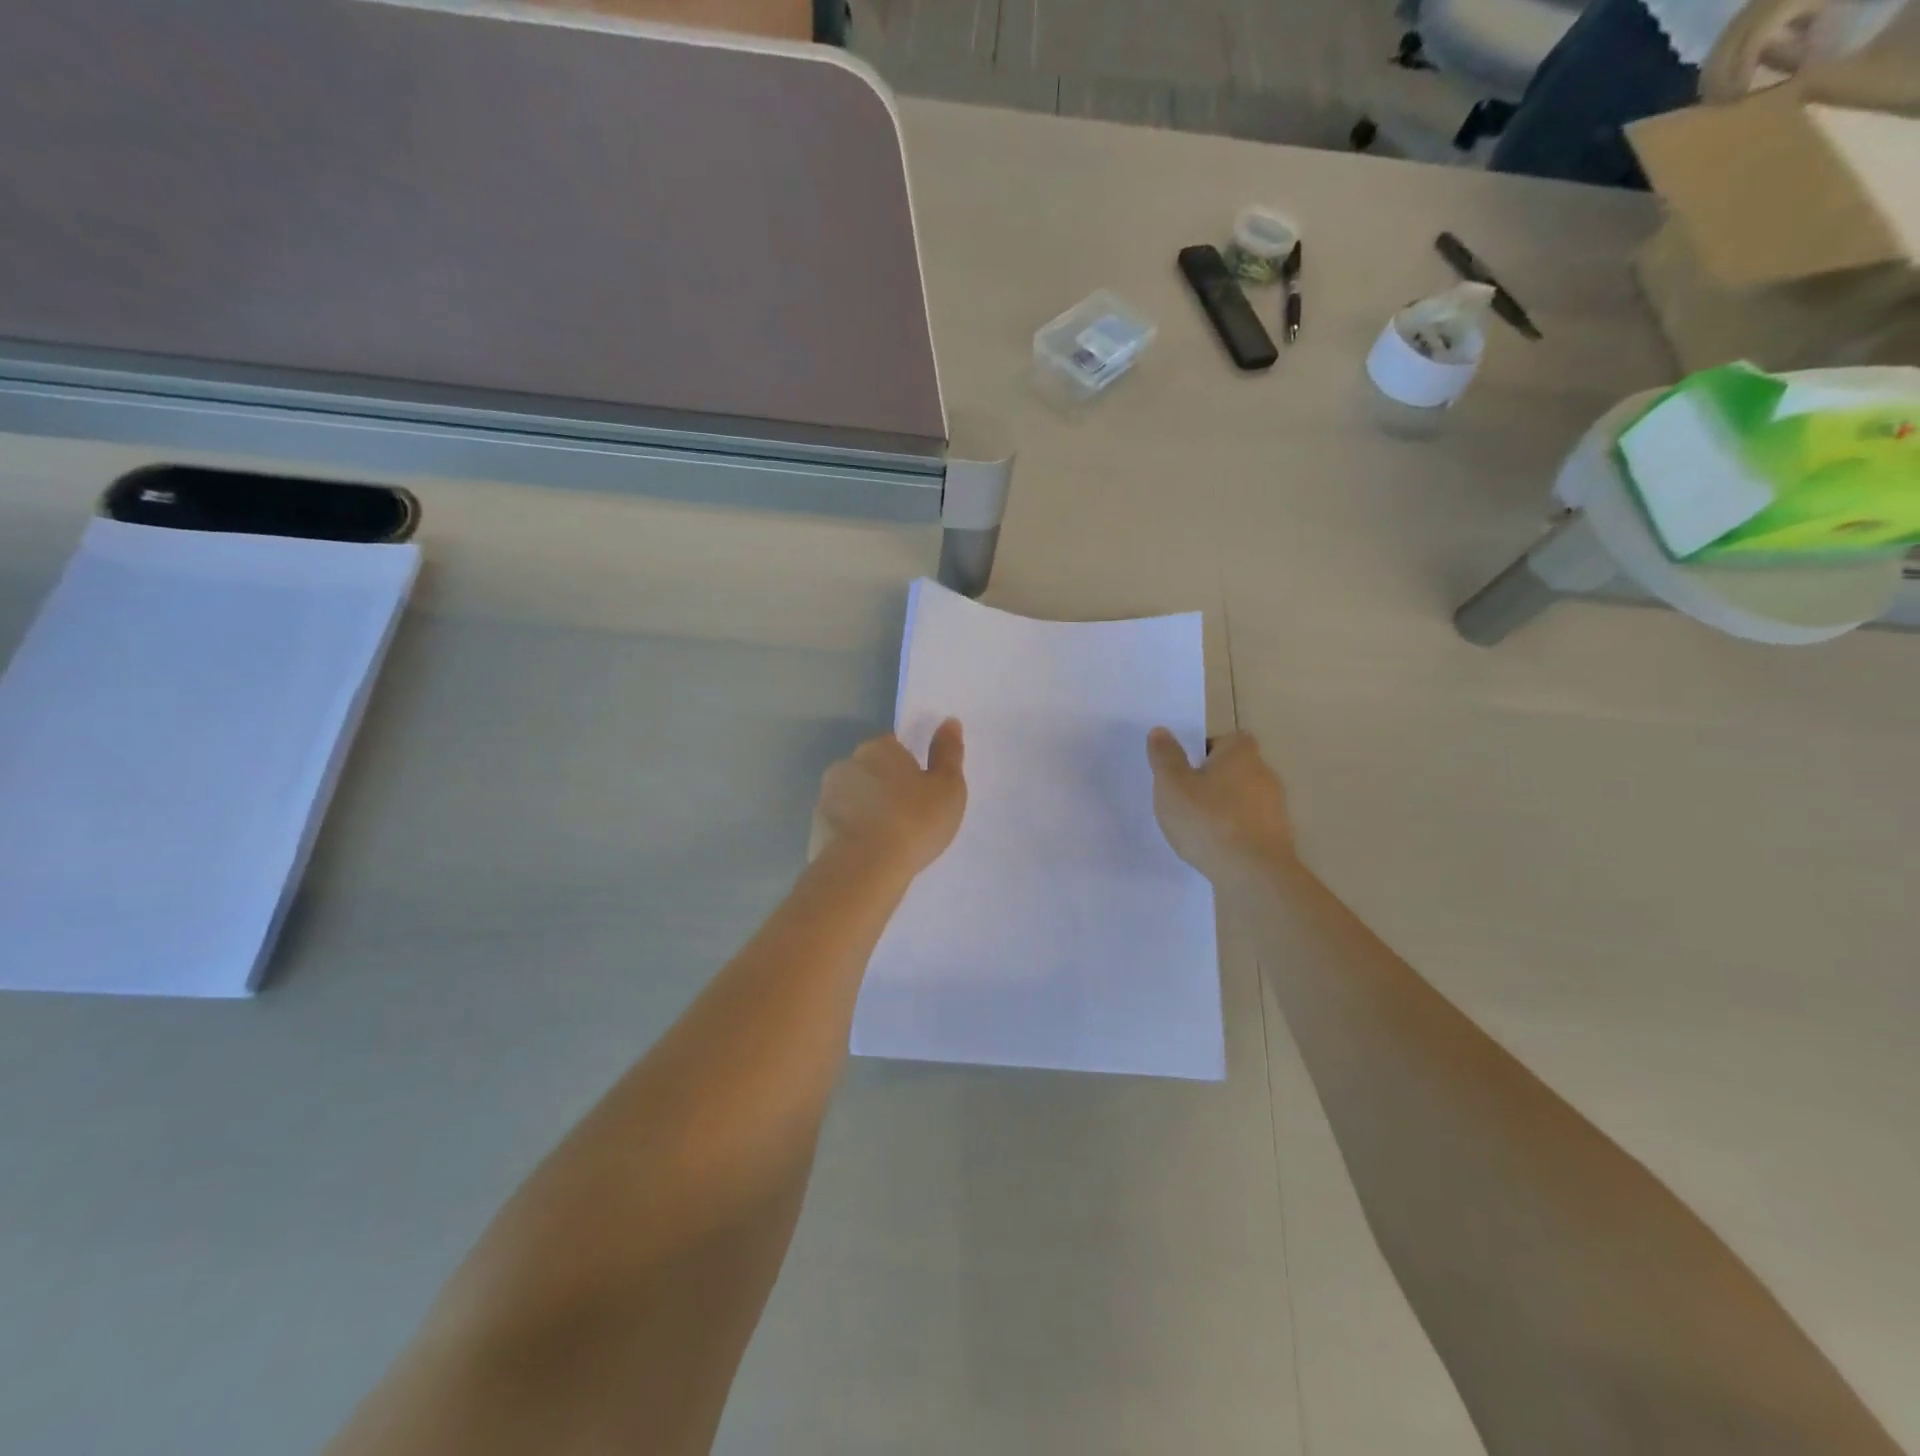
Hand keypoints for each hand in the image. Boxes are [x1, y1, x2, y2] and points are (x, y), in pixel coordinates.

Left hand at [810, 721, 967, 877]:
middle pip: (871, 771)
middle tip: (909, 817)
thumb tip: (949, 721)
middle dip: (885, 788)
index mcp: (880, 748)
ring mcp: (826, 796)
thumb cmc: (914, 821)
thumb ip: (948, 753)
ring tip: (889, 841)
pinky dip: (853, 835)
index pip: (895, 747)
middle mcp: (847, 764)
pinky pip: (841, 826)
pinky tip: (870, 855)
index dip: (910, 768)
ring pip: (853, 798)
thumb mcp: (947, 787)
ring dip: (867, 811)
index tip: (922, 792)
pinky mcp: (815, 828)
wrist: (864, 868)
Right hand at [1147, 729, 1294, 883]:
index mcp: (1240, 754)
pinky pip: (1251, 825)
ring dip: (1224, 807)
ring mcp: (1276, 807)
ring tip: (1198, 827)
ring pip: (1244, 798)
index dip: (1206, 750)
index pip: (1227, 739)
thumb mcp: (1172, 785)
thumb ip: (1165, 757)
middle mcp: (1264, 774)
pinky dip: (1235, 831)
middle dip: (1213, 780)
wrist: (1254, 874)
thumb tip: (1161, 730)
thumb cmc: (1208, 821)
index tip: (1186, 769)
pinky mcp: (1279, 837)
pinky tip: (1216, 848)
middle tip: (1185, 798)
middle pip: (1236, 768)